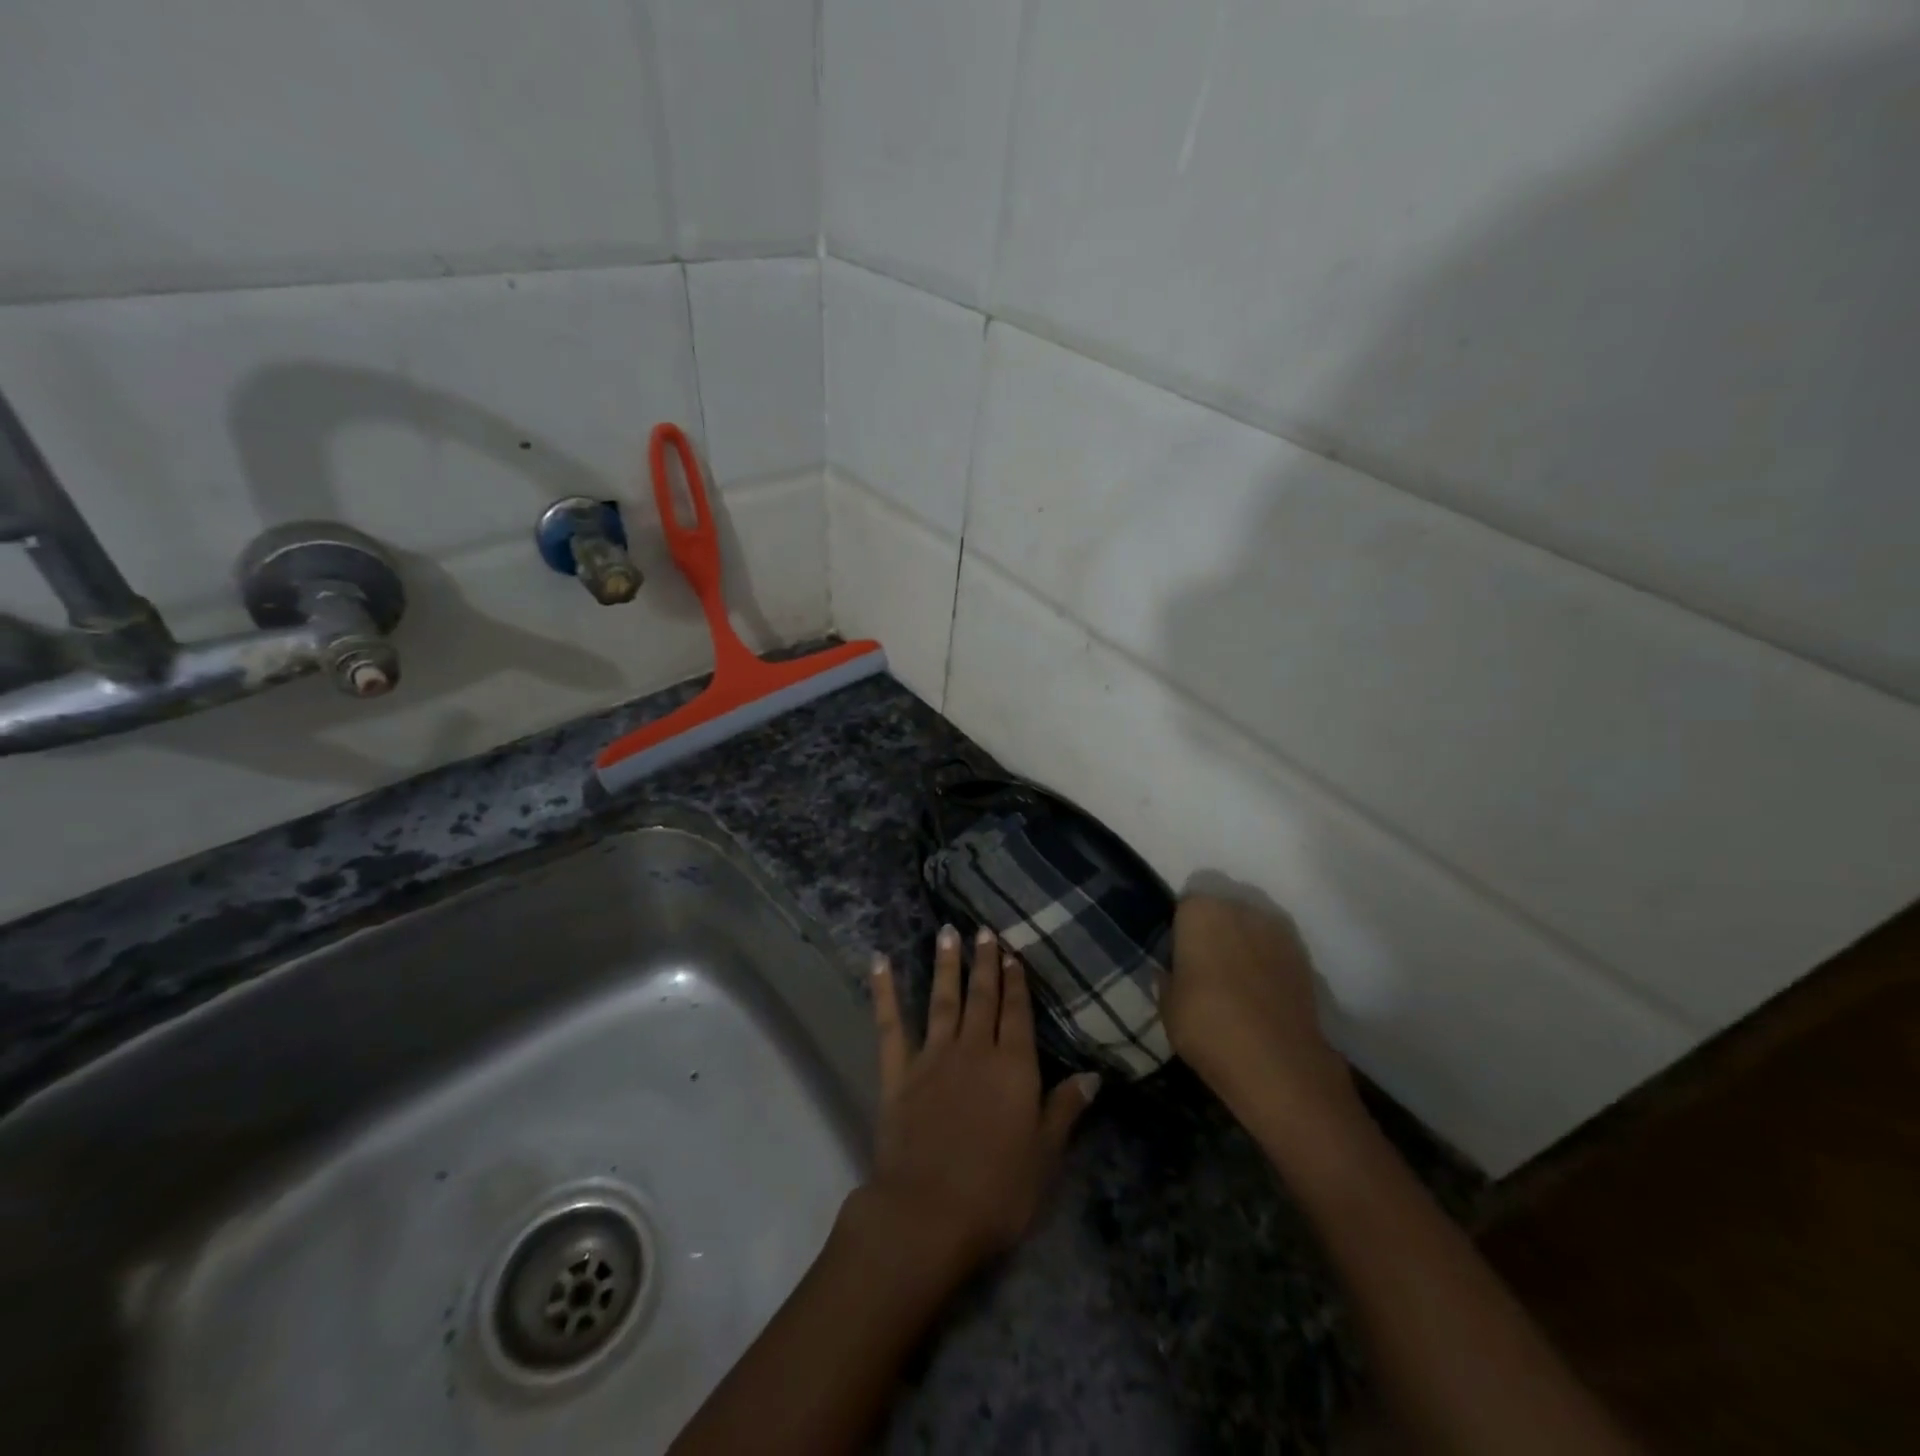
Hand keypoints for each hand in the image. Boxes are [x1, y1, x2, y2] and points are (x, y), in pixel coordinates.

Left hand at [855, 925, 1099, 1279]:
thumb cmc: (997, 1192)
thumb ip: (1065, 1110)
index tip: (1012, 953)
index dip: (1016, 982)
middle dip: (985, 963)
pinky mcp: (898, 1073)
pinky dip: (884, 992)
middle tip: (983, 930)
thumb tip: (1093, 1076)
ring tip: (947, 932)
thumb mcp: (1045, 1157)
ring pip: (943, 999)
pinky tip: (879, 963)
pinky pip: (890, 1025)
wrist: (928, 1213)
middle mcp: (974, 1050)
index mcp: (1013, 1067)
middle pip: (982, 998)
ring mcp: (932, 1057)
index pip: (1017, 1013)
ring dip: (946, 965)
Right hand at [1162, 893, 1355, 1136]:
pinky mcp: (1303, 956)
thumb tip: (1167, 971)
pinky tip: (1259, 993)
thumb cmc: (1208, 1027)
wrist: (1279, 1066)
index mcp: (1200, 912)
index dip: (1179, 931)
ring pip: (1249, 929)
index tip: (1177, 957)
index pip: (1183, 907)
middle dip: (1212, 932)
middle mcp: (1240, 909)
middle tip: (1203, 968)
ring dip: (1241, 946)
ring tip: (1234, 982)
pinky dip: (1265, 963)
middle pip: (1220, 912)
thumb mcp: (1168, 1007)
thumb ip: (1166, 979)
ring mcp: (1276, 930)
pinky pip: (1273, 950)